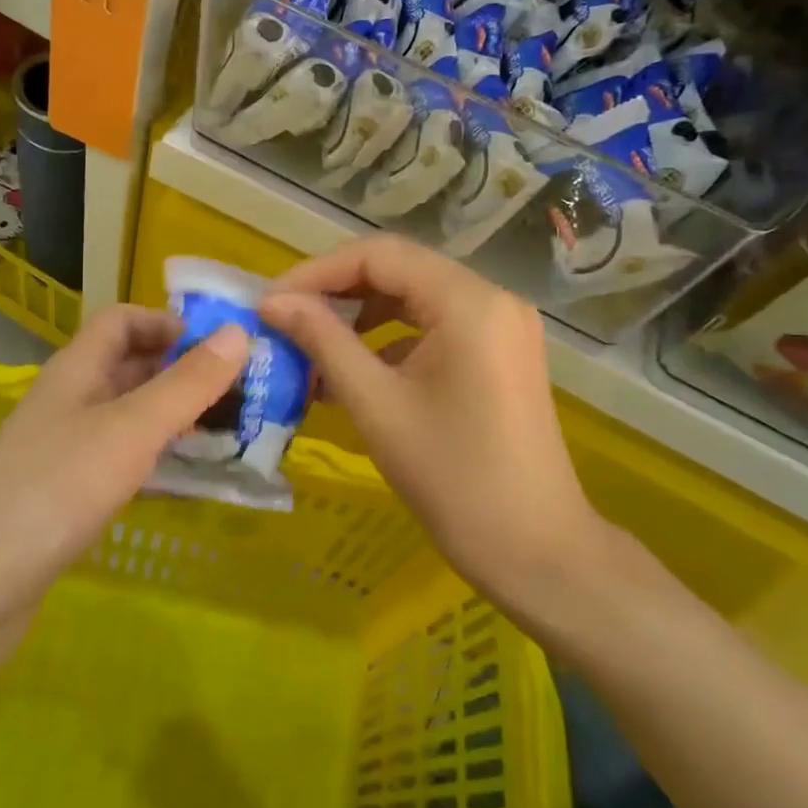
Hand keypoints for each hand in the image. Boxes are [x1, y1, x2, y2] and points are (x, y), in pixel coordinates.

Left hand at [0, 304, 247, 668]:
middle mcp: (71, 402)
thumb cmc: (55, 490)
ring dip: (176, 419)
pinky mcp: (68, 497)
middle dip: (184, 373)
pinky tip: (191, 483)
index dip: (168, 323)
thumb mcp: (131, 429)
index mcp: (77, 370)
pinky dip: (158, 462)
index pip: (123, 321)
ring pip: (130, 418)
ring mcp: (66, 452)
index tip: (220, 346)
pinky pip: (123, 463)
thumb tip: (240, 332)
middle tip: (242, 393)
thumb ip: (186, 384)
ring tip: (231, 435)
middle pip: (131, 368)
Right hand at [261, 237, 602, 624]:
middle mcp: (492, 298)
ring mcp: (502, 326)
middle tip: (285, 321)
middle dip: (336, 293)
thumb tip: (273, 303)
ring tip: (312, 347)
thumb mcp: (376, 405)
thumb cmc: (453, 479)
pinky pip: (436, 327)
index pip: (379, 256)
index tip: (270, 303)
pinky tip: (355, 373)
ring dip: (361, 317)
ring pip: (415, 299)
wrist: (536, 552)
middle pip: (399, 270)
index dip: (317, 272)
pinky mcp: (501, 354)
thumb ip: (322, 341)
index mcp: (468, 301)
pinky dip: (392, 341)